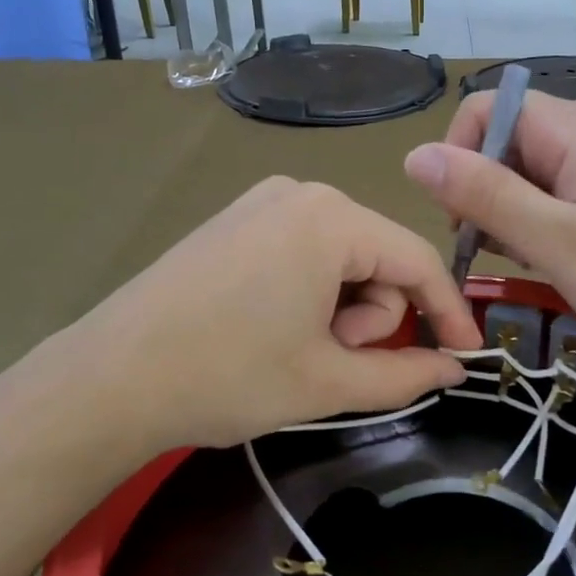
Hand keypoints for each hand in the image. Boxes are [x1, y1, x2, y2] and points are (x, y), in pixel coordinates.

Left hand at [0, 178, 480, 486]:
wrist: (109, 379)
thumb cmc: (228, 376)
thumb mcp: (328, 382)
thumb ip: (405, 375)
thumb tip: (454, 370)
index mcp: (330, 220)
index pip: (418, 260)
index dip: (450, 312)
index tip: (466, 356)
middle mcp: (300, 193)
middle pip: (378, 256)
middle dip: (374, 316)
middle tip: (336, 360)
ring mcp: (261, 203)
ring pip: (342, 256)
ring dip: (343, 309)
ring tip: (301, 350)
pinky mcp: (235, 221)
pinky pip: (304, 251)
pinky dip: (311, 293)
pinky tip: (276, 327)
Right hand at [405, 93, 575, 371]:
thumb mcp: (556, 241)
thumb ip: (485, 195)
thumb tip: (414, 154)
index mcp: (574, 129)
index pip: (486, 109)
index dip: (459, 155)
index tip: (462, 217)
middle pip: (506, 141)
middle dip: (483, 192)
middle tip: (494, 251)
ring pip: (530, 173)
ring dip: (511, 214)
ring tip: (529, 262)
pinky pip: (560, 196)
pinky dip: (541, 226)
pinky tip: (554, 263)